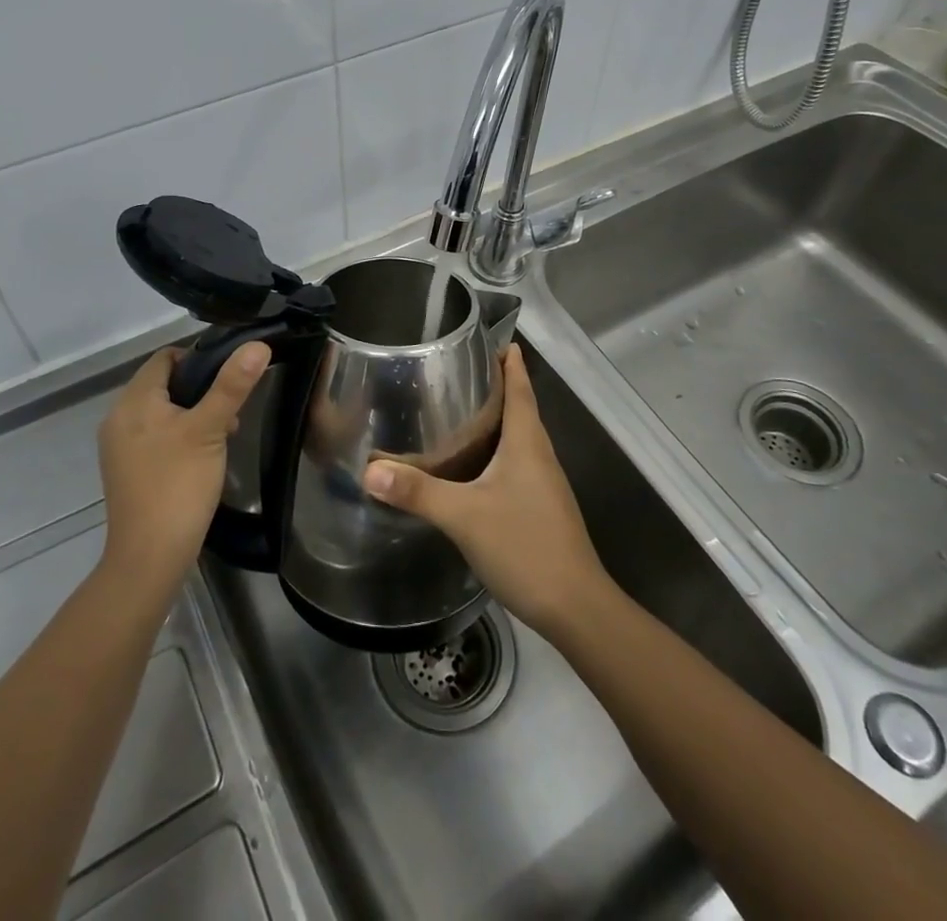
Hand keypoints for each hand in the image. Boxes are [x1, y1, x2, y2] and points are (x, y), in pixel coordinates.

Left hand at [98, 342, 268, 592]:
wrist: (149, 558)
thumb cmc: (178, 485)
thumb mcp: (210, 429)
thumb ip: (232, 385)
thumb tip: (257, 344)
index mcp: (133, 401)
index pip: (165, 357)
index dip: (199, 358)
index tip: (230, 376)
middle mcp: (119, 417)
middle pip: (163, 384)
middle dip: (200, 390)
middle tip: (231, 411)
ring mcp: (119, 446)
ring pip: (161, 412)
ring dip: (192, 414)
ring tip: (222, 435)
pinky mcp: (126, 470)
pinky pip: (154, 436)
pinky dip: (178, 436)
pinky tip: (201, 457)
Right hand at [363, 345, 609, 638]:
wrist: (575, 608)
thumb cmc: (525, 546)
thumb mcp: (464, 516)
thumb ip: (418, 492)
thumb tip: (370, 469)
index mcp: (528, 443)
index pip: (520, 388)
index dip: (510, 363)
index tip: (494, 339)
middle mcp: (540, 455)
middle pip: (521, 408)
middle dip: (496, 386)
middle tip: (460, 370)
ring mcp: (544, 484)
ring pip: (519, 438)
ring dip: (497, 420)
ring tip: (460, 411)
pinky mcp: (541, 508)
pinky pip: (517, 465)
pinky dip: (497, 452)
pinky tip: (473, 466)